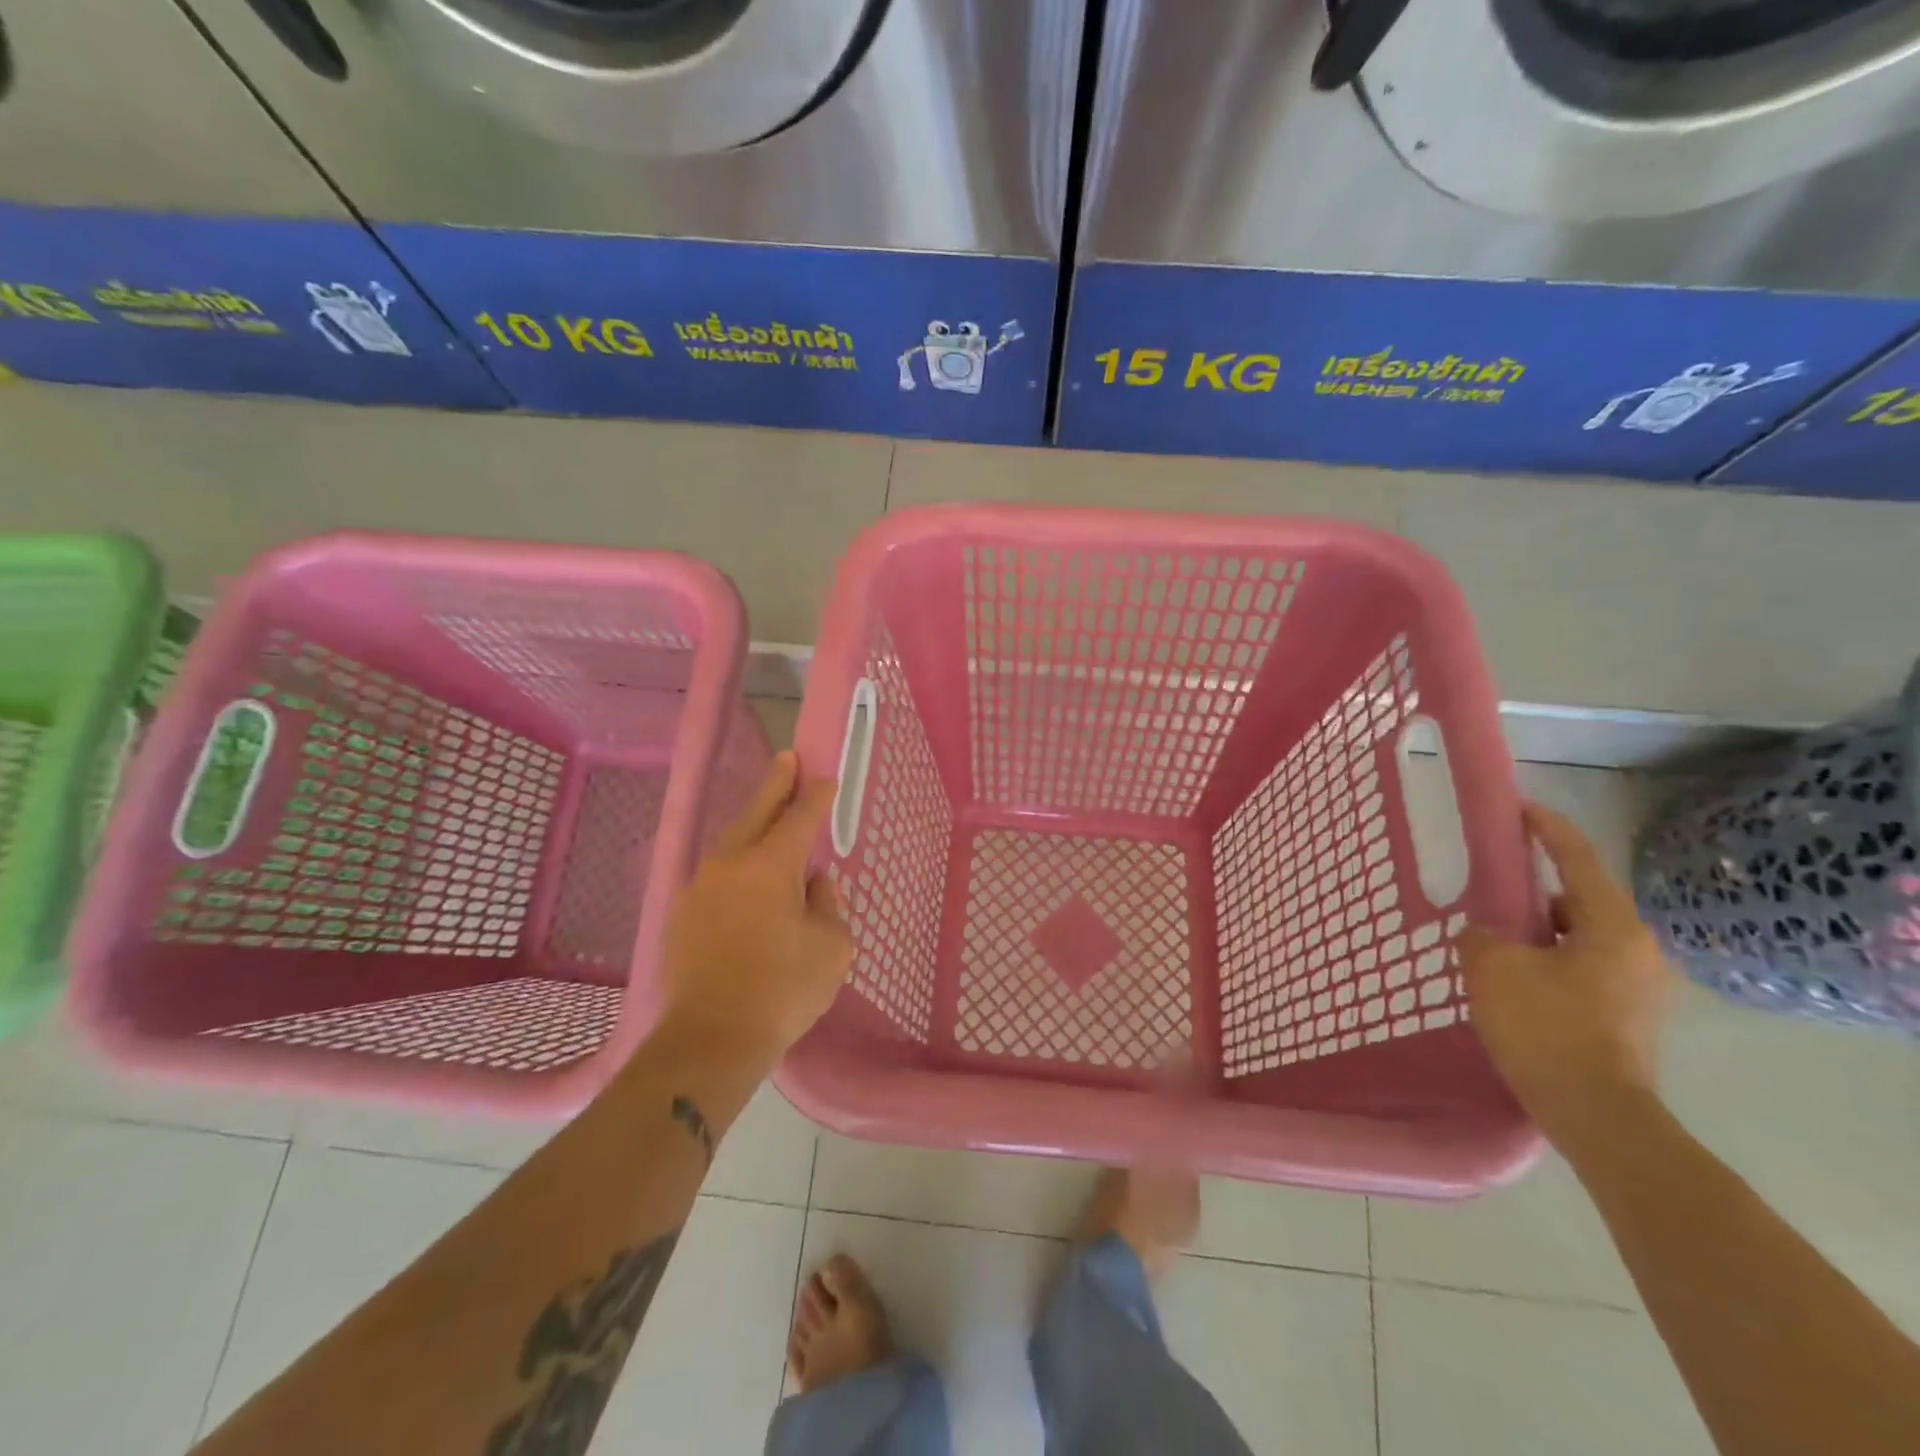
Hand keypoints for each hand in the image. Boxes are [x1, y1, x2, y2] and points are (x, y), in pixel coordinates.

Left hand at [657, 752, 853, 1064]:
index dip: (815, 795)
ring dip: (753, 827)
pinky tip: (746, 880)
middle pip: (757, 812)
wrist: (709, 1040)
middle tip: (788, 760)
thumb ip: (826, 906)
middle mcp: (730, 864)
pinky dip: (736, 867)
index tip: (825, 777)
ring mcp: (699, 888)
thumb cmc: (782, 990)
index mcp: (770, 865)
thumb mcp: (831, 947)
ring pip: (732, 843)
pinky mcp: (681, 916)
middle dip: (776, 785)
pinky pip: (717, 877)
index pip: (799, 816)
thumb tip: (812, 887)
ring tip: (770, 820)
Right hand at [1460, 803, 1671, 1143]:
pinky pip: (1583, 970)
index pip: (1578, 860)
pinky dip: (1549, 964)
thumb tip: (1487, 932)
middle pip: (1579, 901)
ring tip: (1495, 947)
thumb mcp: (1493, 968)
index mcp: (1612, 926)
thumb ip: (1482, 934)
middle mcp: (1638, 949)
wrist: (1598, 1117)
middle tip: (1490, 897)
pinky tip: (1516, 985)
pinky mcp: (1630, 1018)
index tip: (1519, 809)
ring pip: (1579, 939)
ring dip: (1540, 935)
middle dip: (1534, 895)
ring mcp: (1640, 987)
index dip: (1547, 829)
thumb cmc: (1547, 1028)